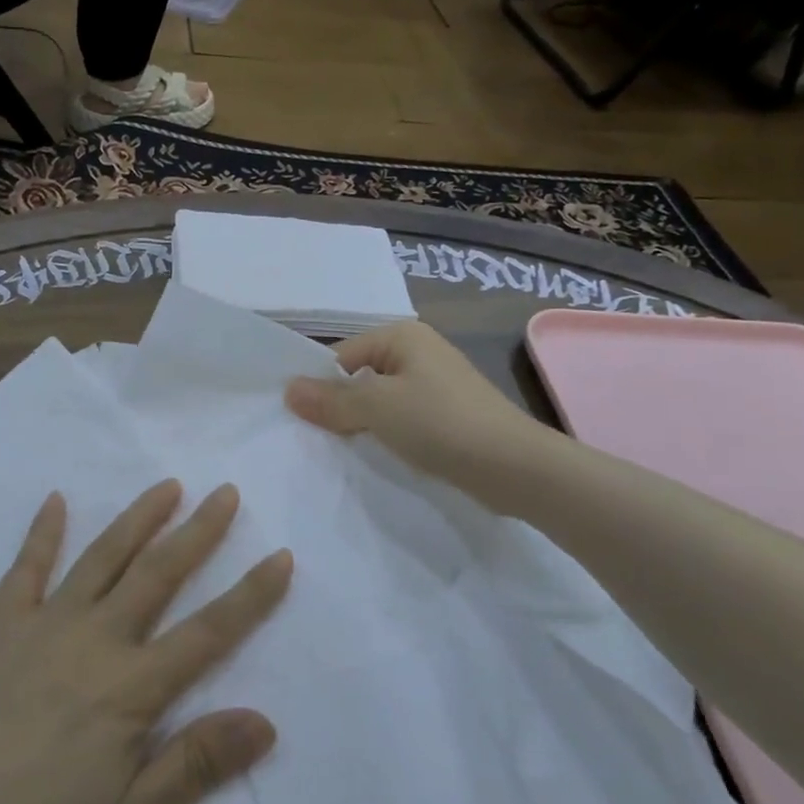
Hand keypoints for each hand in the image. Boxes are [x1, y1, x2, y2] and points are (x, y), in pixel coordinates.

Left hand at [0, 482, 290, 803]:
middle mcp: (94, 637)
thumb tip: (266, 721)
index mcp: (131, 686)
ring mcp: (42, 623)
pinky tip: (56, 500)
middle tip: (226, 492)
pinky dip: (43, 531)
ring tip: (168, 485)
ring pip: (102, 556)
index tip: (281, 554)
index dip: (251, 594)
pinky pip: (26, 567)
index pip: (209, 631)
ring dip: (138, 518)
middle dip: (199, 531)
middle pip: (158, 573)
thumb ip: (195, 764)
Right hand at [285, 321, 555, 505]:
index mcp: (402, 336)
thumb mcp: (376, 408)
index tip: (302, 420)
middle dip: (340, 406)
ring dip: (364, 424)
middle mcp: (419, 351)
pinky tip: (379, 456)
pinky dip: (389, 435)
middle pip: (360, 376)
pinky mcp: (448, 414)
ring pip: (381, 400)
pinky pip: (403, 418)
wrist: (514, 466)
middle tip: (316, 438)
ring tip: (344, 451)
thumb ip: (331, 400)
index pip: (341, 355)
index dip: (320, 386)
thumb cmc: (440, 423)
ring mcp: (436, 383)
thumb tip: (288, 389)